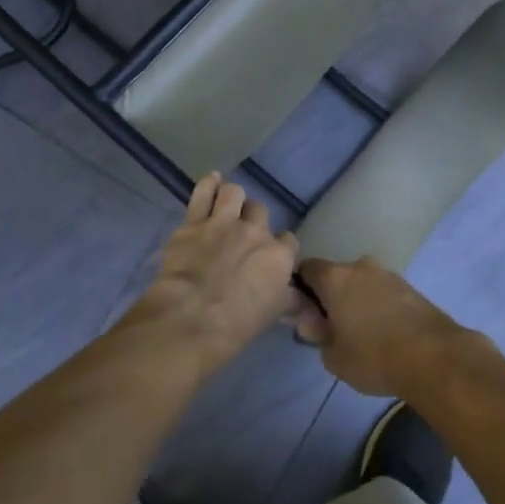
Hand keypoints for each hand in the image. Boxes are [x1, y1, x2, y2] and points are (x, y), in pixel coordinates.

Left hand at [133, 174, 298, 371]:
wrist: (194, 316)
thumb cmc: (237, 323)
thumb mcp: (273, 314)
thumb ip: (292, 303)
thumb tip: (310, 308)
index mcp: (279, 256)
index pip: (288, 240)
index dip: (280, 246)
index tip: (271, 255)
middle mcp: (256, 232)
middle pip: (260, 211)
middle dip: (254, 219)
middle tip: (243, 233)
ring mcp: (224, 222)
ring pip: (234, 193)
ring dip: (232, 198)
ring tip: (227, 205)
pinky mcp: (194, 222)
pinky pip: (204, 192)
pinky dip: (208, 184)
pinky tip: (212, 180)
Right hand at [291, 258, 479, 397]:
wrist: (436, 358)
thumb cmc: (374, 357)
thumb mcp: (333, 357)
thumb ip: (317, 336)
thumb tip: (313, 324)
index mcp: (335, 278)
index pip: (306, 269)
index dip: (301, 289)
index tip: (306, 313)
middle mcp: (360, 267)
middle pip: (337, 276)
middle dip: (332, 297)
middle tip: (334, 327)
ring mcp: (389, 275)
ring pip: (362, 284)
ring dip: (358, 301)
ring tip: (364, 333)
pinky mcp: (412, 287)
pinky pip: (384, 293)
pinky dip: (380, 306)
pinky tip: (386, 333)